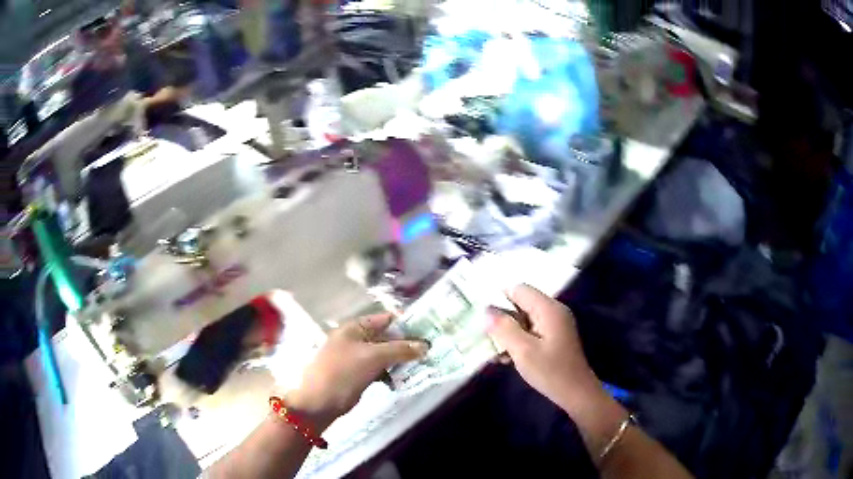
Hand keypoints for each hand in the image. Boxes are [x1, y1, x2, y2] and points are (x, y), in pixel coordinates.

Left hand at [287, 313, 427, 428]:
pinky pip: (378, 368)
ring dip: (399, 359)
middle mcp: (354, 339)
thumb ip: (399, 349)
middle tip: (428, 351)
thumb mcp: (373, 357)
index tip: (428, 332)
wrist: (320, 402)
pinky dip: (389, 372)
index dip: (406, 324)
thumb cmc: (344, 373)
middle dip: (405, 344)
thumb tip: (425, 345)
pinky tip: (401, 379)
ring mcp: (355, 357)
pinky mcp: (357, 373)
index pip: (385, 319)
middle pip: (385, 336)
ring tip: (420, 365)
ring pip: (383, 354)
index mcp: (354, 328)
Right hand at [487, 284, 601, 412]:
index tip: (482, 317)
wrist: (576, 393)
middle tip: (486, 336)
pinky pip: (531, 330)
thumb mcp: (523, 351)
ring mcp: (555, 324)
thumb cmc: (550, 371)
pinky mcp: (554, 337)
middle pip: (521, 303)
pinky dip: (518, 339)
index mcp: (548, 309)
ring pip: (524, 318)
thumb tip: (486, 311)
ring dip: (508, 332)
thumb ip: (504, 328)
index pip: (518, 289)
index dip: (498, 299)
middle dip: (502, 318)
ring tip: (495, 352)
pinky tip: (507, 358)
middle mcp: (553, 311)